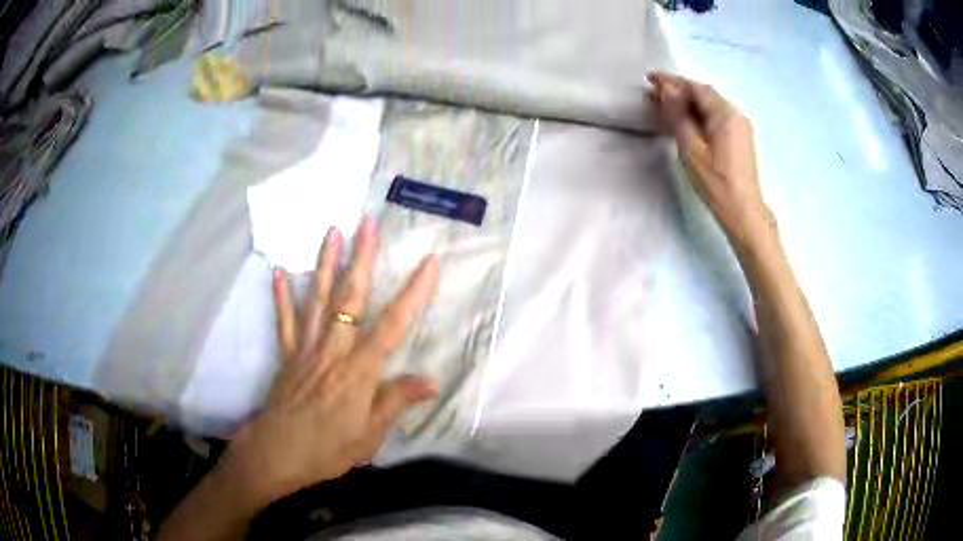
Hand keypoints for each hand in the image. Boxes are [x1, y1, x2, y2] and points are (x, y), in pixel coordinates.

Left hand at [228, 217, 439, 503]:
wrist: (276, 453)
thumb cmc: (327, 449)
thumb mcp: (369, 435)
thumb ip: (396, 402)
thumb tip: (432, 380)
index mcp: (359, 372)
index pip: (392, 326)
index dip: (413, 294)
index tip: (429, 263)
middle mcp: (333, 351)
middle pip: (349, 299)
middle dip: (361, 258)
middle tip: (367, 223)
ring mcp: (306, 349)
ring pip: (318, 300)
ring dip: (325, 263)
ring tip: (332, 232)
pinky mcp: (287, 355)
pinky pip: (284, 321)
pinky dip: (281, 296)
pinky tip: (278, 272)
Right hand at [648, 72, 773, 247]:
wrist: (743, 212)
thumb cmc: (716, 183)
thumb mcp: (691, 147)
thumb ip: (678, 115)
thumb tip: (666, 89)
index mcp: (725, 113)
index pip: (695, 88)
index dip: (672, 81)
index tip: (650, 78)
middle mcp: (735, 114)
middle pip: (704, 94)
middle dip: (679, 90)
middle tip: (654, 91)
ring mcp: (740, 127)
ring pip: (710, 106)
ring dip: (688, 102)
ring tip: (666, 104)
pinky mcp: (740, 139)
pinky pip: (716, 117)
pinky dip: (698, 114)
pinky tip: (686, 120)